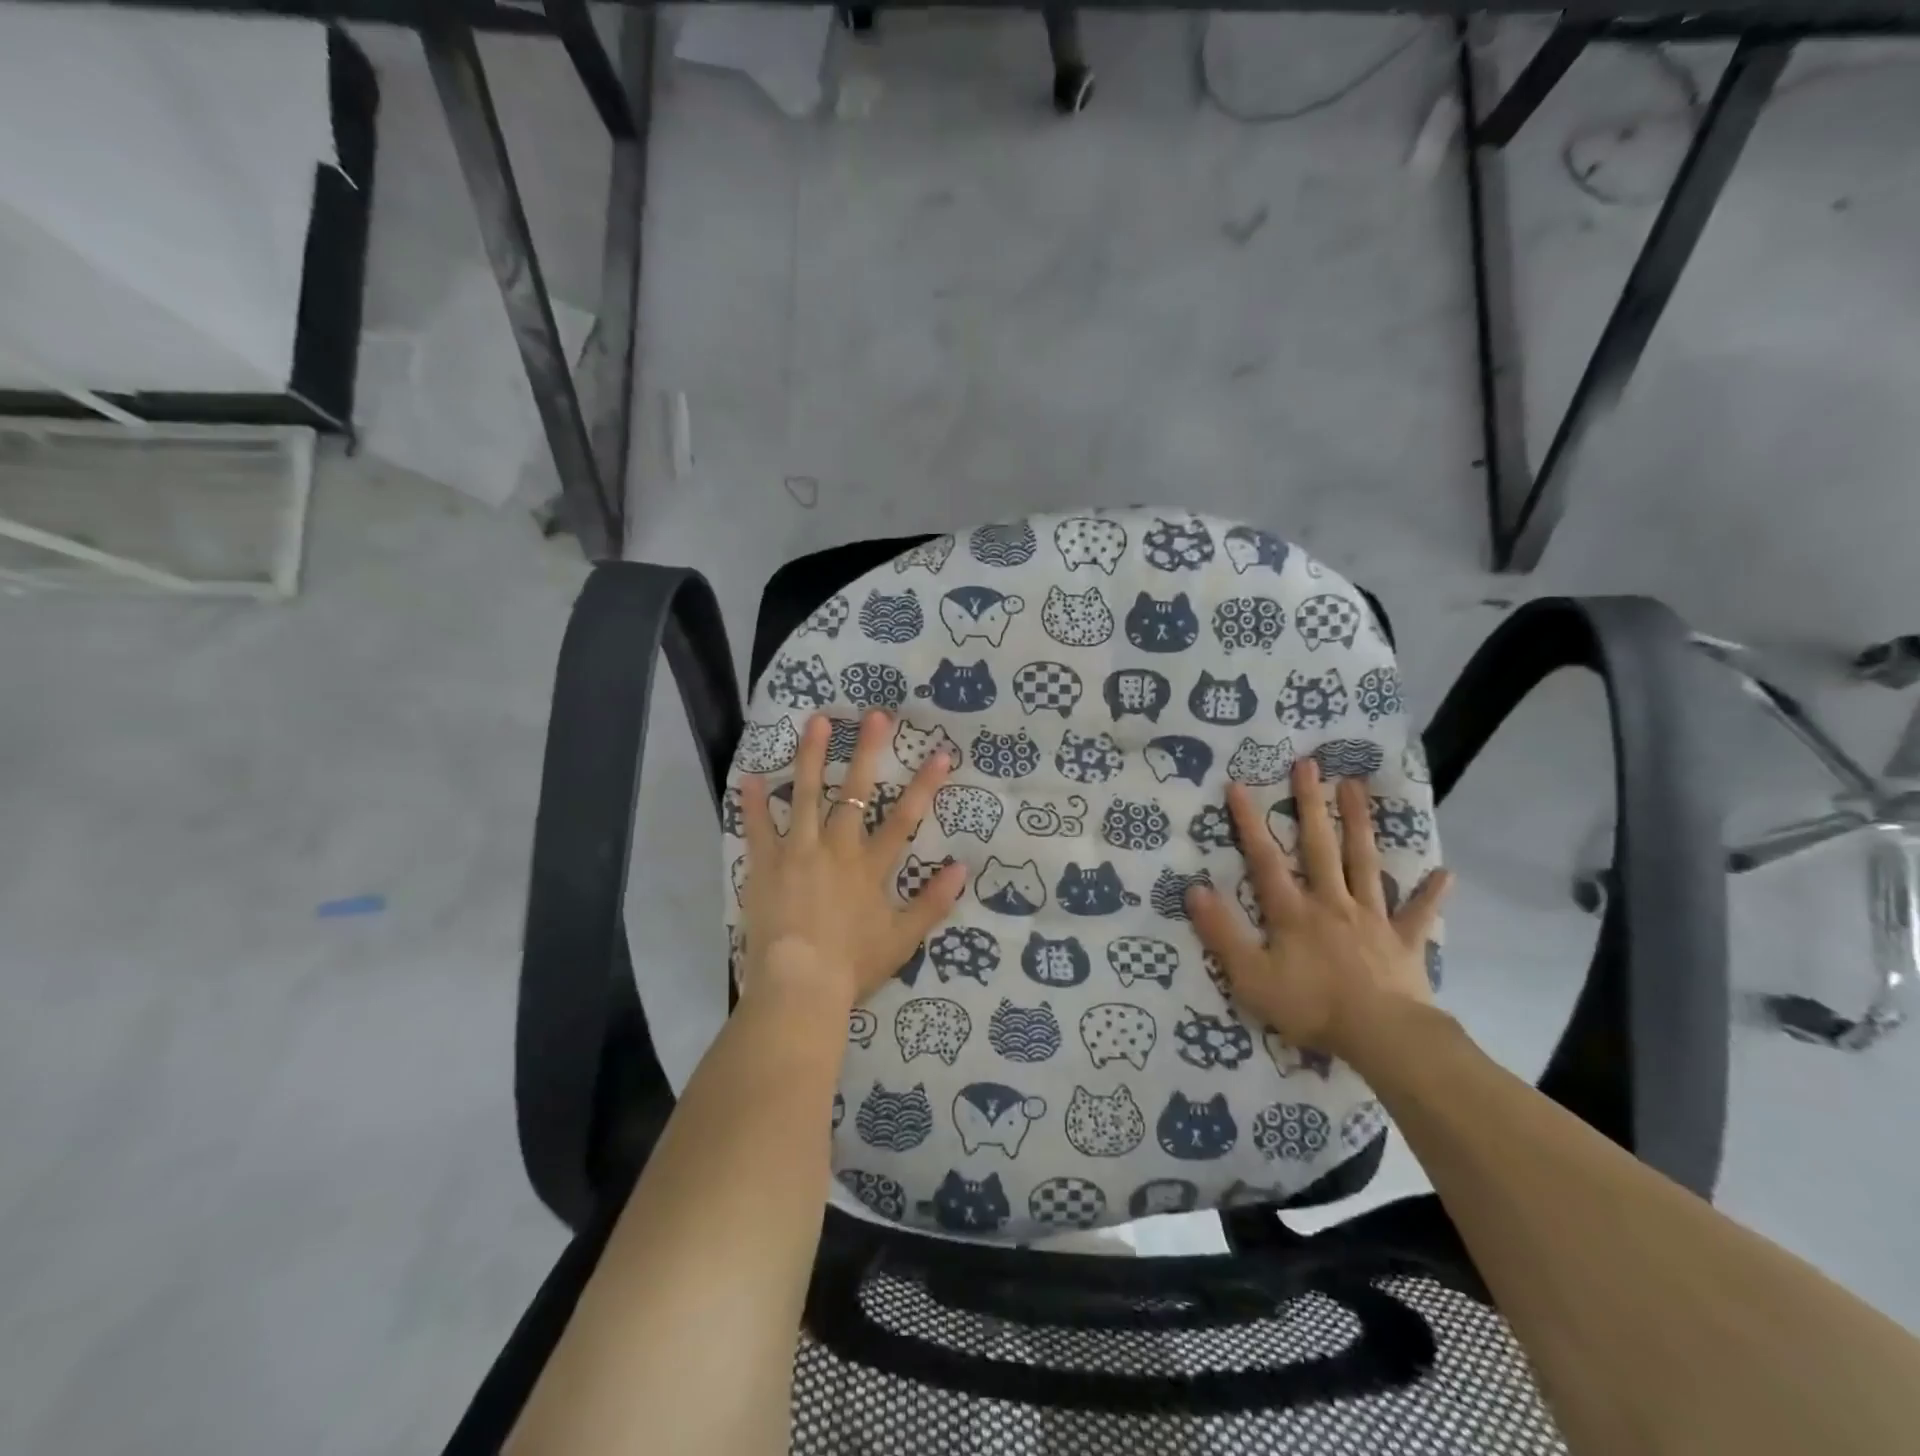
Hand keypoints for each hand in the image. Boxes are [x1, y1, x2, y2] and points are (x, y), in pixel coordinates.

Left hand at [738, 710, 966, 1009]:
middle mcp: (836, 848)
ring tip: (817, 721)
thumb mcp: (903, 939)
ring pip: (806, 794)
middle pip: (855, 792)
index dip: (925, 785)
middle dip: (868, 751)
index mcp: (870, 866)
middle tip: (875, 714)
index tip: (940, 753)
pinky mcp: (765, 865)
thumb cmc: (852, 965)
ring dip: (812, 756)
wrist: (798, 986)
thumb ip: (933, 902)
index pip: (905, 818)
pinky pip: (757, 827)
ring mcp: (798, 852)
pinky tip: (749, 775)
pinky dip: (753, 803)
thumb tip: (962, 867)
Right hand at [1187, 758, 1450, 1062]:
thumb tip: (1195, 889)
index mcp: (1293, 911)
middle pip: (1319, 846)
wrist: (1382, 1036)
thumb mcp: (1249, 976)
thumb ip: (1221, 932)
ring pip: (1364, 863)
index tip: (1238, 785)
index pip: (1264, 859)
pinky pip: (1418, 914)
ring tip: (1355, 787)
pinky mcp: (1404, 942)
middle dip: (1311, 804)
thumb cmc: (1311, 1006)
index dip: (1248, 822)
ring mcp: (1372, 919)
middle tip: (1309, 764)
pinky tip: (1444, 872)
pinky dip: (1430, 894)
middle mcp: (1331, 902)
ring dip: (1359, 824)